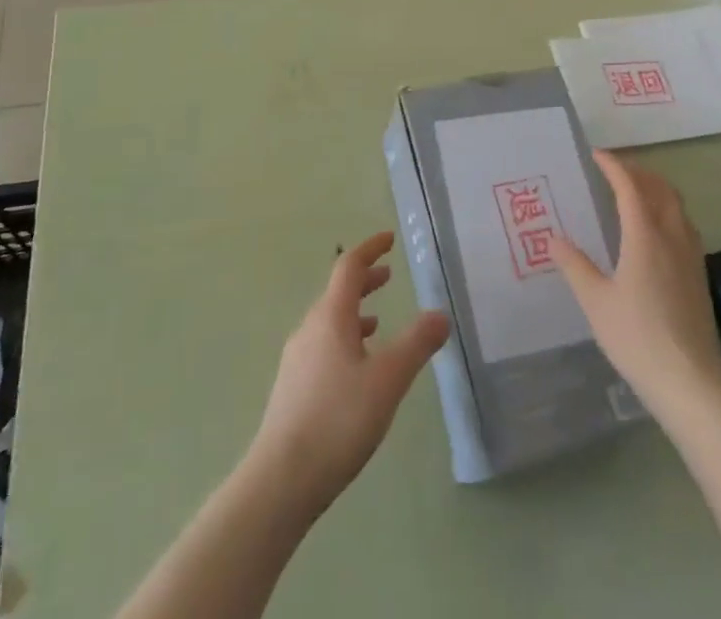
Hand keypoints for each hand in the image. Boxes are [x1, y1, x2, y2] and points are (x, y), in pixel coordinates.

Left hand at [248, 232, 449, 514]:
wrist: (279, 482)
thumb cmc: (337, 421)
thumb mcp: (387, 380)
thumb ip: (416, 344)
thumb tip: (441, 314)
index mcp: (330, 317)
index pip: (349, 267)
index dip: (370, 249)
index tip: (389, 239)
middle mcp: (309, 330)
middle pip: (337, 293)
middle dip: (364, 281)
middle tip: (388, 277)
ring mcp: (296, 360)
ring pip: (328, 322)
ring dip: (354, 312)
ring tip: (377, 322)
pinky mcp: (292, 389)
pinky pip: (322, 347)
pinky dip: (344, 340)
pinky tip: (355, 370)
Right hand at [551, 151, 720, 417]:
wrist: (691, 382)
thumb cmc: (637, 338)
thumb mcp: (596, 302)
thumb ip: (575, 266)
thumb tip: (554, 239)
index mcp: (645, 235)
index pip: (630, 186)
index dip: (614, 166)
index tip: (596, 155)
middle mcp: (672, 236)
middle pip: (660, 188)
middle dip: (638, 172)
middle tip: (614, 170)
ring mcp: (690, 255)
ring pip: (676, 205)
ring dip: (656, 189)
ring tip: (634, 192)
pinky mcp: (698, 274)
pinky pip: (684, 225)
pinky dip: (667, 210)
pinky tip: (655, 231)